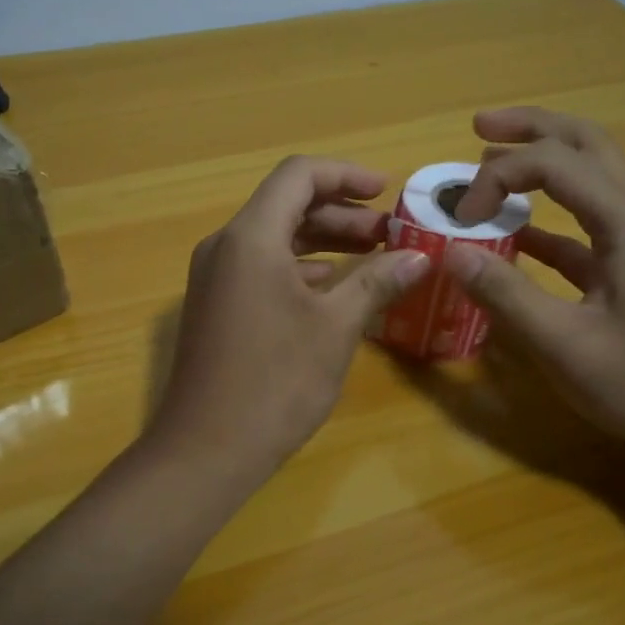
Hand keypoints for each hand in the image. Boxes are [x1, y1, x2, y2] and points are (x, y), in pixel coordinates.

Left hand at [148, 157, 431, 475]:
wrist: (205, 450)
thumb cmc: (275, 383)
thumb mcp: (335, 328)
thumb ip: (376, 282)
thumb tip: (419, 257)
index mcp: (250, 237)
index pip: (298, 175)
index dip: (346, 175)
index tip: (387, 193)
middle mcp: (225, 245)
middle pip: (286, 203)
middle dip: (341, 212)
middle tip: (390, 234)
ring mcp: (215, 276)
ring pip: (274, 236)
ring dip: (323, 240)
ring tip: (372, 257)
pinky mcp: (215, 304)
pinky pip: (260, 265)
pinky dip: (299, 266)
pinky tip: (332, 288)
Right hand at [445, 107, 624, 458]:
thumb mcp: (564, 346)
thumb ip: (506, 295)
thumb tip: (450, 252)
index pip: (555, 163)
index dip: (499, 178)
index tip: (461, 218)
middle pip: (586, 143)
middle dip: (530, 128)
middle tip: (479, 126)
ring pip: (591, 172)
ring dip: (542, 159)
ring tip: (491, 160)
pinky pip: (585, 217)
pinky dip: (547, 210)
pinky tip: (512, 229)